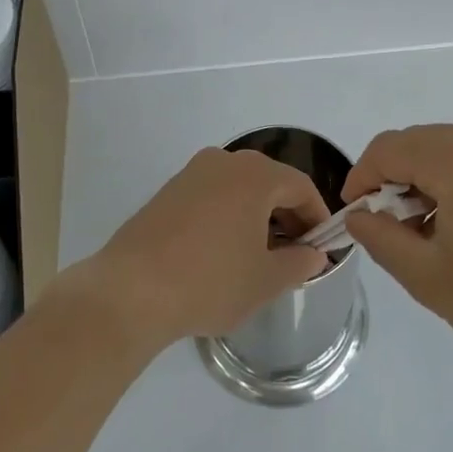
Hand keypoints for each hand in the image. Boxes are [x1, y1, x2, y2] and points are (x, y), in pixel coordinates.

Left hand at [71, 148, 330, 351]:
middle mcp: (224, 161)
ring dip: (256, 214)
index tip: (322, 246)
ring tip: (259, 254)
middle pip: (269, 181)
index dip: (317, 216)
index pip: (300, 186)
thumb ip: (298, 263)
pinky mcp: (168, 190)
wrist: (130, 290)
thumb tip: (314, 254)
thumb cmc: (210, 281)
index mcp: (255, 175)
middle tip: (295, 252)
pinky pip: (212, 194)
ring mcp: (192, 173)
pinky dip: (228, 214)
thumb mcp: (265, 280)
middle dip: (287, 214)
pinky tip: (223, 249)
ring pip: (239, 187)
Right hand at [344, 123, 452, 363]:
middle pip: (418, 143)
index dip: (361, 176)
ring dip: (425, 181)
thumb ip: (382, 239)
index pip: (388, 149)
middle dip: (393, 179)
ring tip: (428, 233)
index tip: (354, 213)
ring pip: (448, 150)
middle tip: (390, 227)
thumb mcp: (429, 277)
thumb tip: (360, 216)